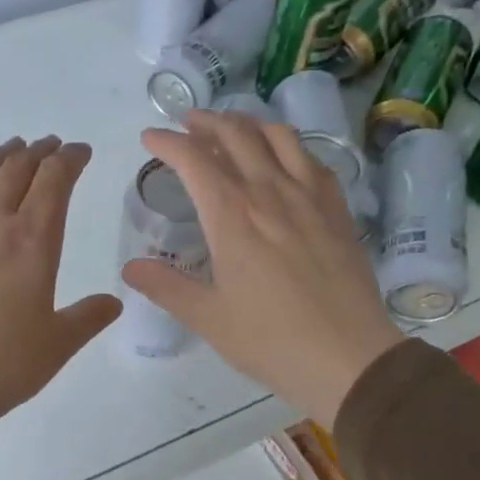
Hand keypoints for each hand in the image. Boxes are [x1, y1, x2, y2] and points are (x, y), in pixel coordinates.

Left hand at [0, 136, 121, 450]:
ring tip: (14, 150)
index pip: (54, 179)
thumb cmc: (3, 366)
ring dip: (2, 157)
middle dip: (40, 151)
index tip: (81, 152)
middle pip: (17, 168)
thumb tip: (113, 303)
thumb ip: (89, 317)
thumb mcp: (58, 345)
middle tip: (52, 146)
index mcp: (32, 242)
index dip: (70, 158)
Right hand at [122, 112, 401, 426]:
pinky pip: (311, 159)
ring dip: (247, 124)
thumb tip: (130, 267)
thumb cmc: (270, 340)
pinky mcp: (337, 209)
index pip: (193, 159)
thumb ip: (166, 287)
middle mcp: (269, 192)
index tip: (150, 138)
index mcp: (231, 215)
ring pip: (277, 136)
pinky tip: (283, 158)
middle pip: (235, 135)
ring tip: (231, 128)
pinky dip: (288, 146)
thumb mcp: (208, 317)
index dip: (167, 142)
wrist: (348, 357)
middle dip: (205, 122)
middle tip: (186, 124)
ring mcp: (309, 196)